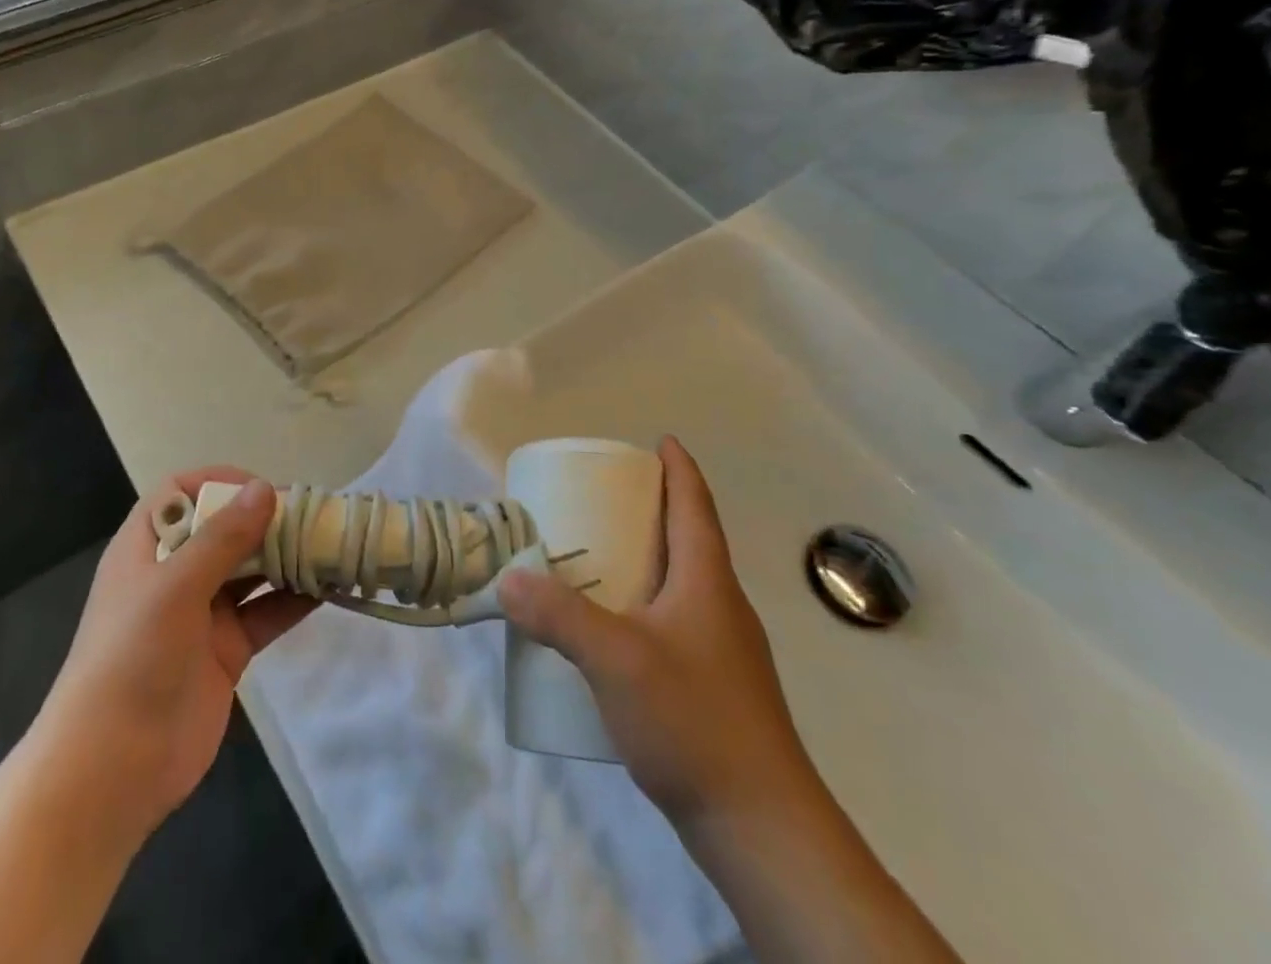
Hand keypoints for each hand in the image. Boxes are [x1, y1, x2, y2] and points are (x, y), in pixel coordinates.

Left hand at [32, 471, 315, 841]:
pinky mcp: (226, 651)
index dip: (218, 483)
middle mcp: (174, 574)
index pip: (181, 493)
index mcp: (147, 548)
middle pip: (223, 529)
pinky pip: (265, 613)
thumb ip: (223, 537)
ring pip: (250, 570)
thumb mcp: (175, 588)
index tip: (261, 491)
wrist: (112, 772)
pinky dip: (293, 600)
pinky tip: (327, 588)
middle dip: (265, 520)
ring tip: (329, 545)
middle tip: (313, 516)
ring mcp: (201, 614)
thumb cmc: (132, 659)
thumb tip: (266, 488)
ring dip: (285, 557)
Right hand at [499, 437, 814, 834]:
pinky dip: (643, 606)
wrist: (762, 829)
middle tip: (601, 499)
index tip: (658, 441)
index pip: (694, 505)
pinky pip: (673, 625)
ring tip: (596, 558)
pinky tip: (611, 633)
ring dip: (644, 561)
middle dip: (649, 511)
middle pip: (687, 540)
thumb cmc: (694, 720)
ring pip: (680, 585)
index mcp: (707, 581)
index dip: (678, 468)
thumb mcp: (617, 659)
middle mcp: (720, 606)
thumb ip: (560, 616)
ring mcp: (722, 651)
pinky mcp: (714, 689)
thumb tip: (508, 580)